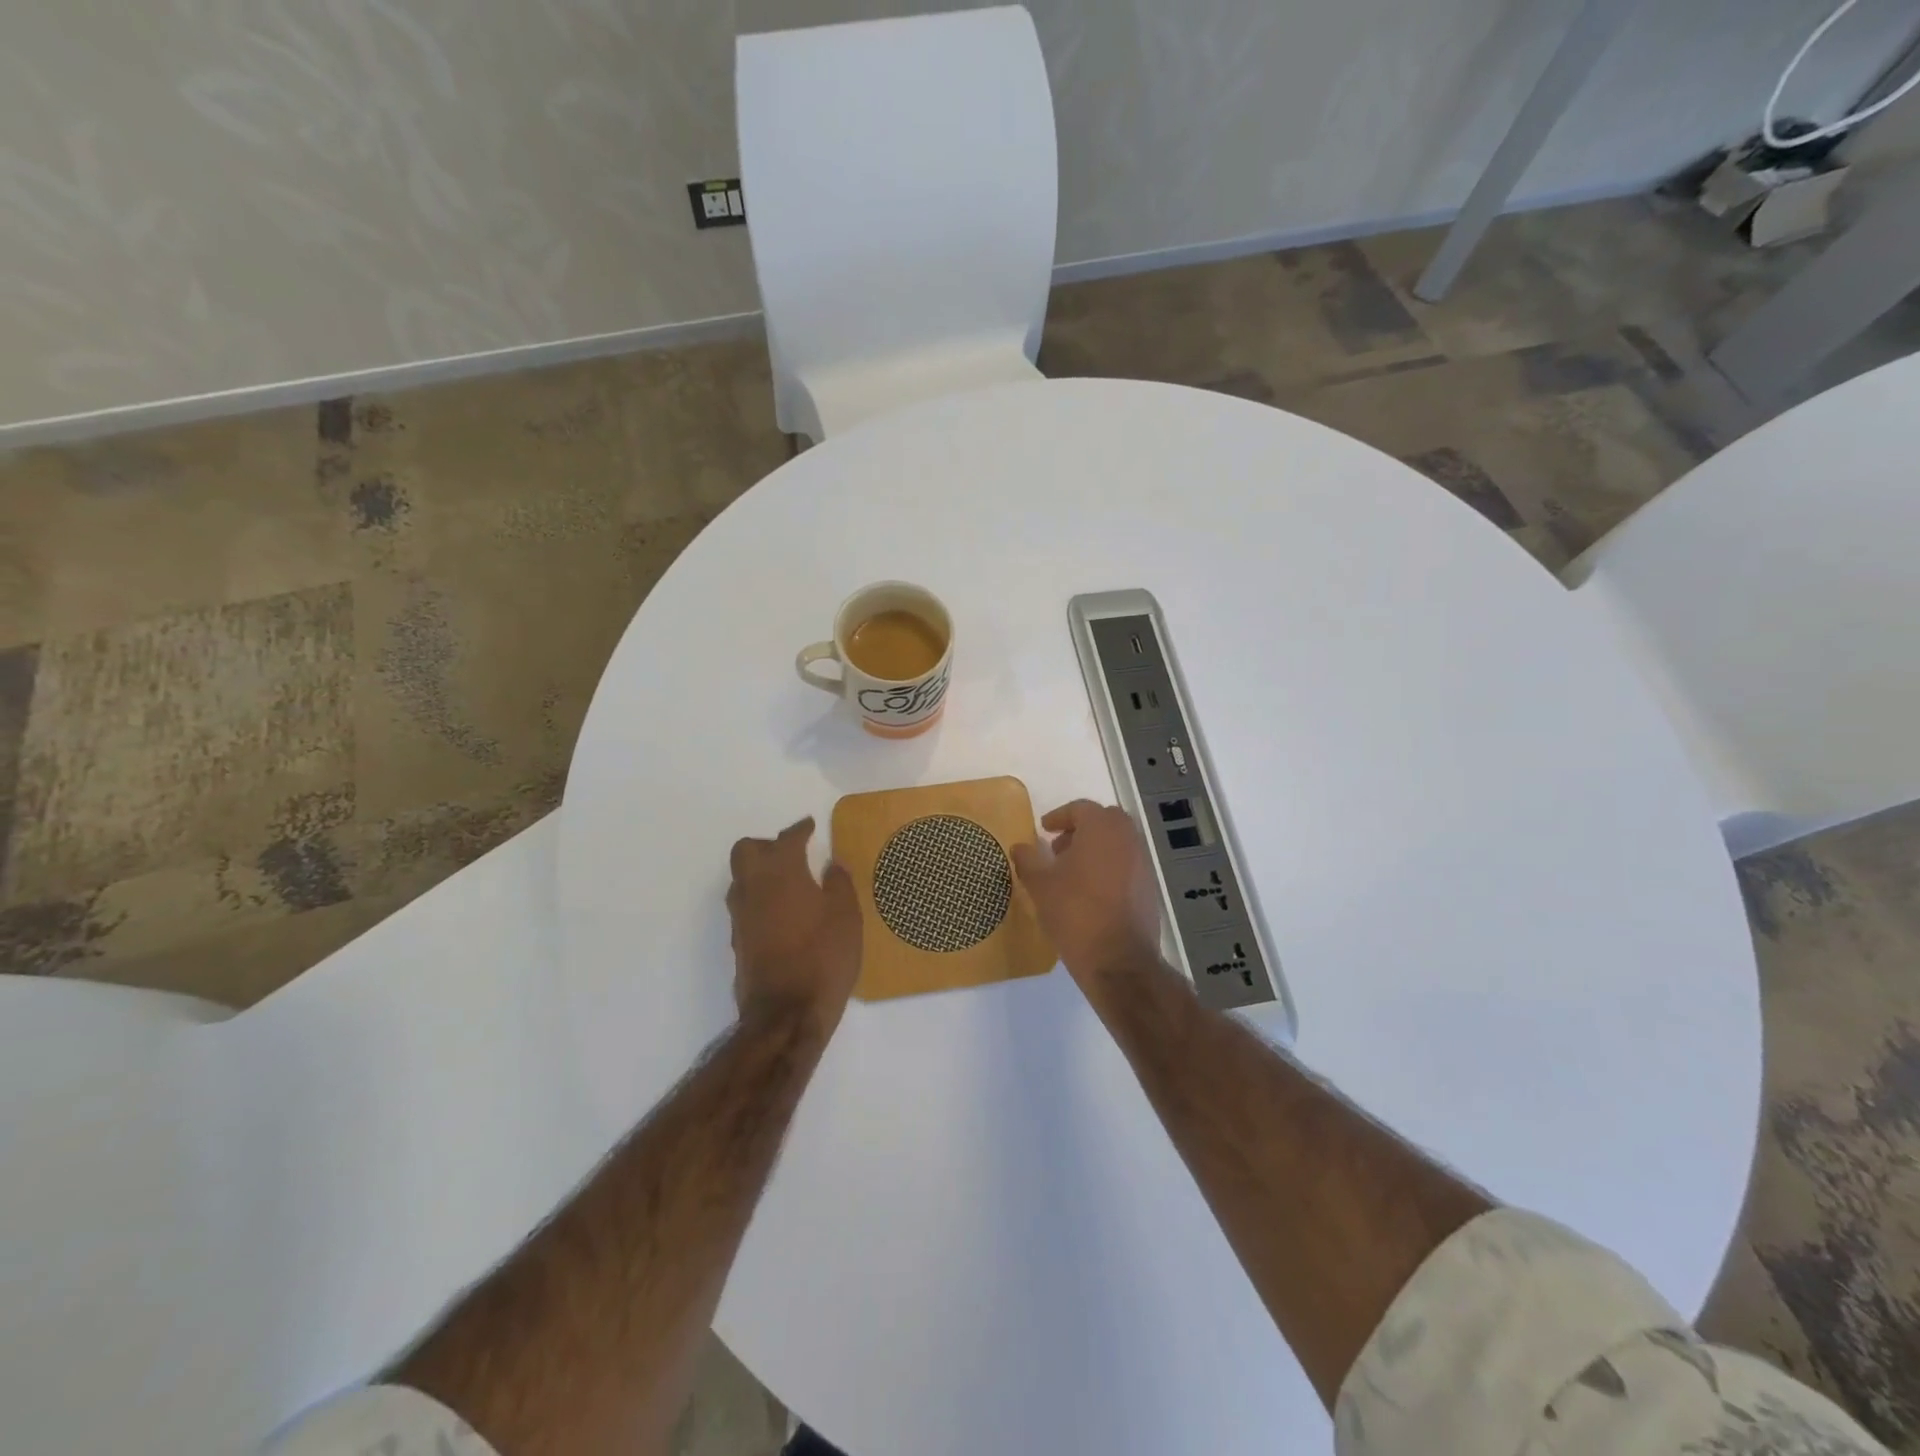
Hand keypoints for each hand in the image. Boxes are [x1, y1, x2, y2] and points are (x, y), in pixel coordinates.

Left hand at [727, 817, 863, 1035]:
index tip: (810, 827)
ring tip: (789, 882)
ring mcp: (741, 916)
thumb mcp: (846, 917)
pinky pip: (745, 905)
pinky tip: (782, 913)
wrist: (786, 1014)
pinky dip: (761, 899)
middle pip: (747, 851)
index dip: (800, 830)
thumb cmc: (823, 957)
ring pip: (741, 878)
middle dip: (767, 845)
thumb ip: (838, 884)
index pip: (787, 839)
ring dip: (760, 872)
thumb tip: (831, 865)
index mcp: (781, 872)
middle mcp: (753, 887)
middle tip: (792, 852)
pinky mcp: (738, 941)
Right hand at [1011, 800, 1165, 995]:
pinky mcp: (1150, 887)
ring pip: (1117, 843)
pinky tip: (1090, 893)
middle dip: (1080, 830)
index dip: (1059, 817)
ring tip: (1071, 873)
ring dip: (1095, 849)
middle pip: (1104, 821)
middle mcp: (1128, 838)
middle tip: (1058, 848)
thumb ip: (1028, 859)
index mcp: (1102, 828)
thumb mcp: (1040, 885)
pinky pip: (1126, 865)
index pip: (1080, 808)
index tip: (1044, 830)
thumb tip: (1020, 847)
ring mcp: (1143, 863)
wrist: (1118, 960)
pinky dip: (1109, 868)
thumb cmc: (1075, 913)